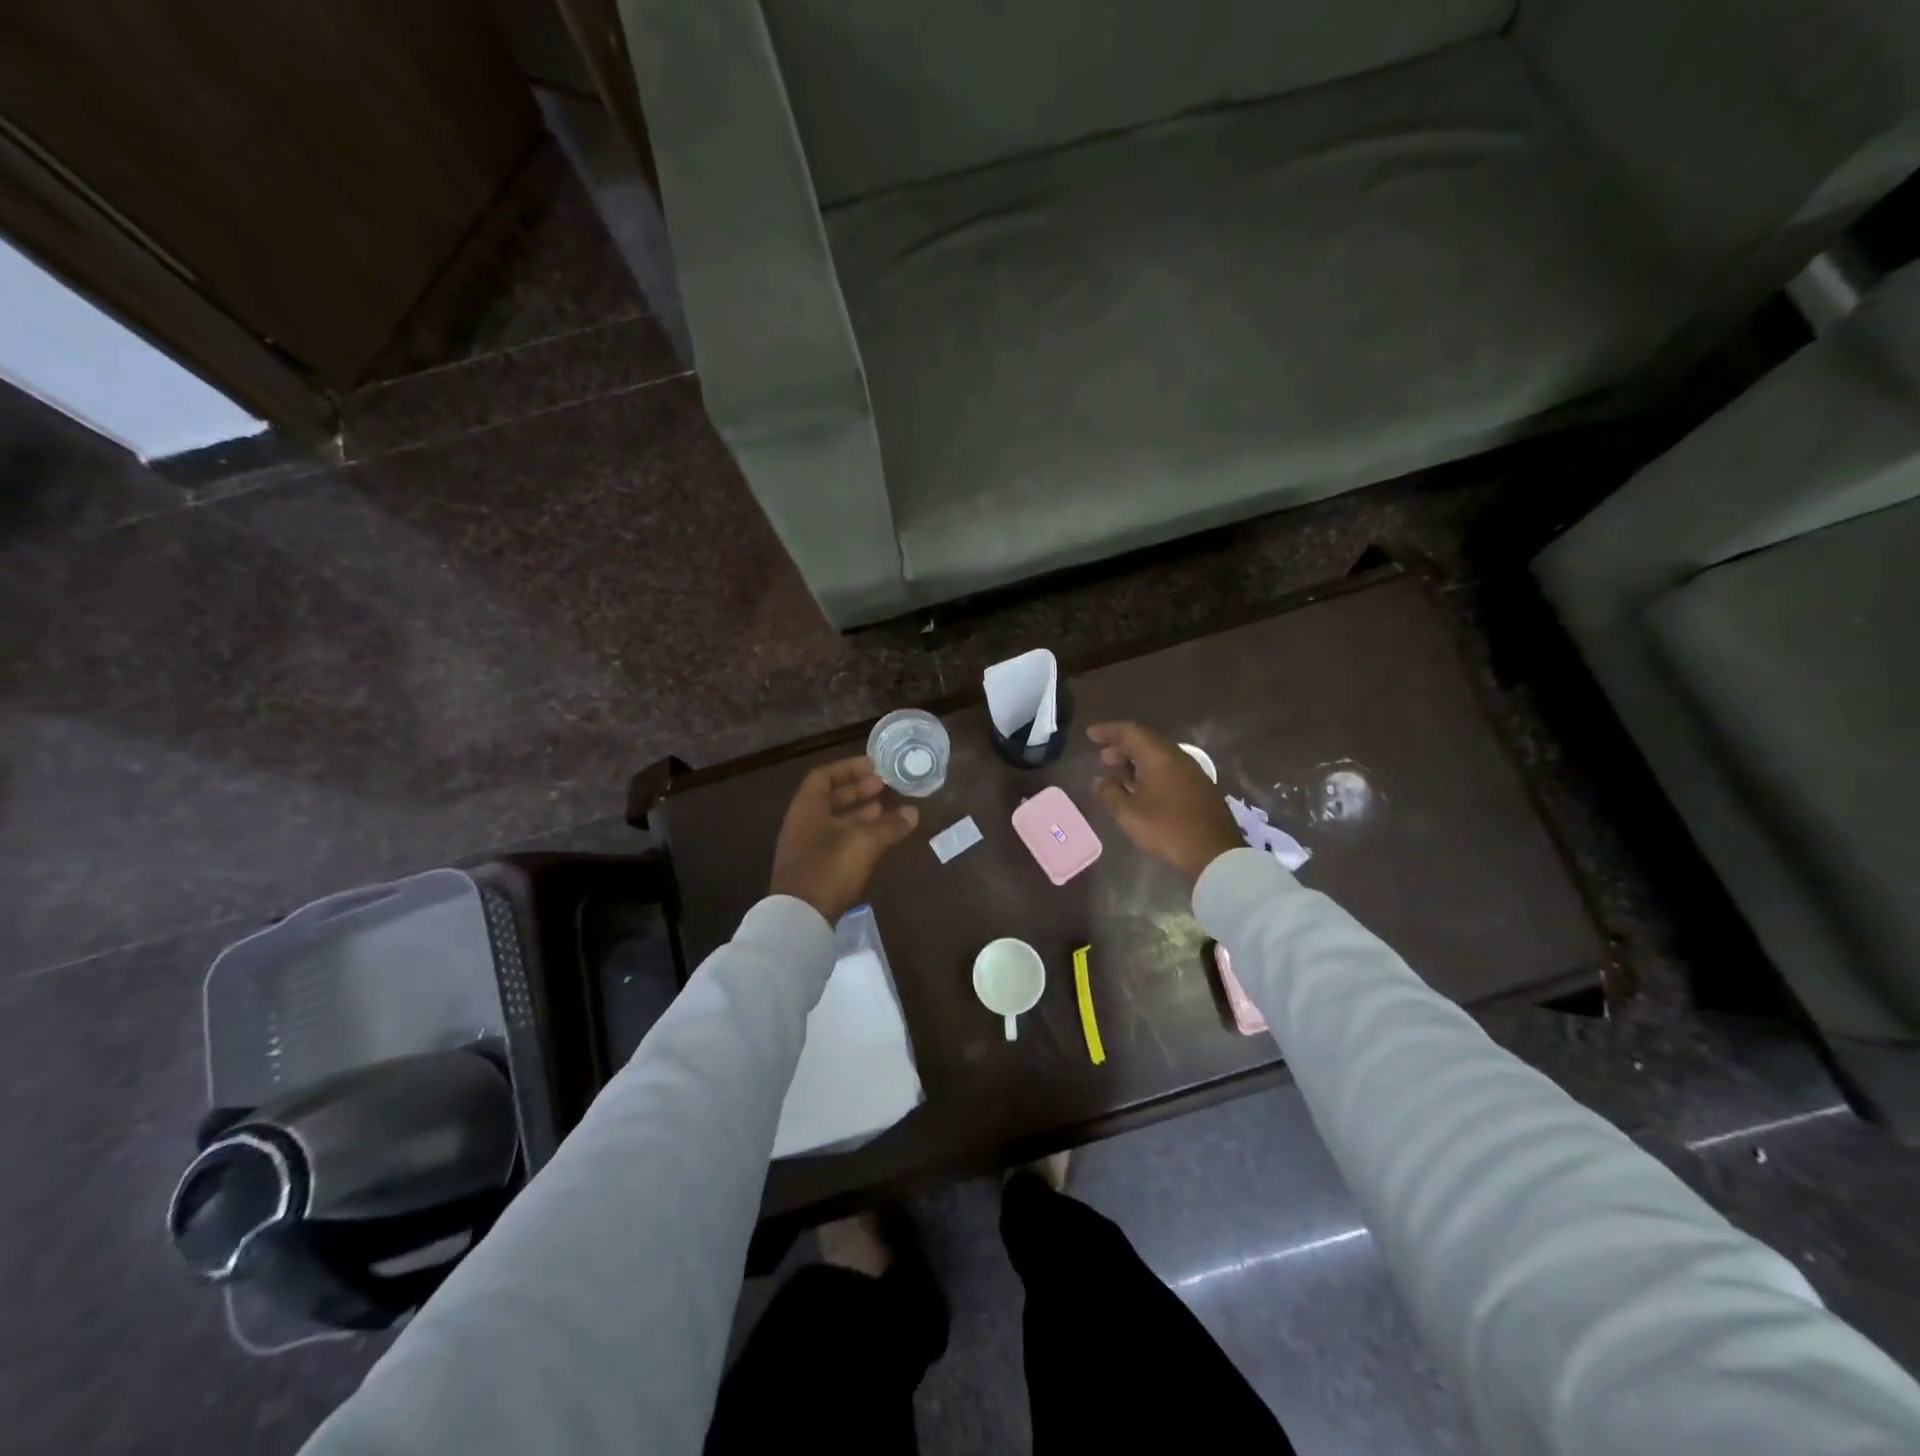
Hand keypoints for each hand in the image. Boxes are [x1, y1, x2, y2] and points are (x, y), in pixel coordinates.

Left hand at [769, 756, 919, 922]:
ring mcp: (806, 848)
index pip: (824, 776)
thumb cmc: (829, 869)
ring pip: (834, 821)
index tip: (874, 766)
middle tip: (884, 786)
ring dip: (859, 813)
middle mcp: (802, 823)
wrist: (800, 919)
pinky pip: (836, 841)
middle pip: (830, 798)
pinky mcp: (814, 869)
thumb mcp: (864, 842)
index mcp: (807, 808)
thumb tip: (913, 812)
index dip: (848, 768)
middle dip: (858, 790)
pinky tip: (876, 839)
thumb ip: (889, 824)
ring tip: (885, 810)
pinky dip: (856, 834)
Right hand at [1087, 722, 1243, 883]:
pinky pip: (1169, 769)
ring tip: (1118, 774)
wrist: (1214, 853)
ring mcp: (1192, 772)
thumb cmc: (1166, 829)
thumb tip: (1100, 781)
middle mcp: (1177, 756)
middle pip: (1145, 741)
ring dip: (1136, 761)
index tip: (1090, 734)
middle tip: (1102, 758)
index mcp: (1158, 756)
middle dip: (1121, 746)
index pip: (1129, 731)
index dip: (1108, 731)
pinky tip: (1141, 790)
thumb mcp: (1129, 814)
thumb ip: (1110, 793)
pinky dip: (1150, 772)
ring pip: (1159, 756)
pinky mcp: (1200, 788)